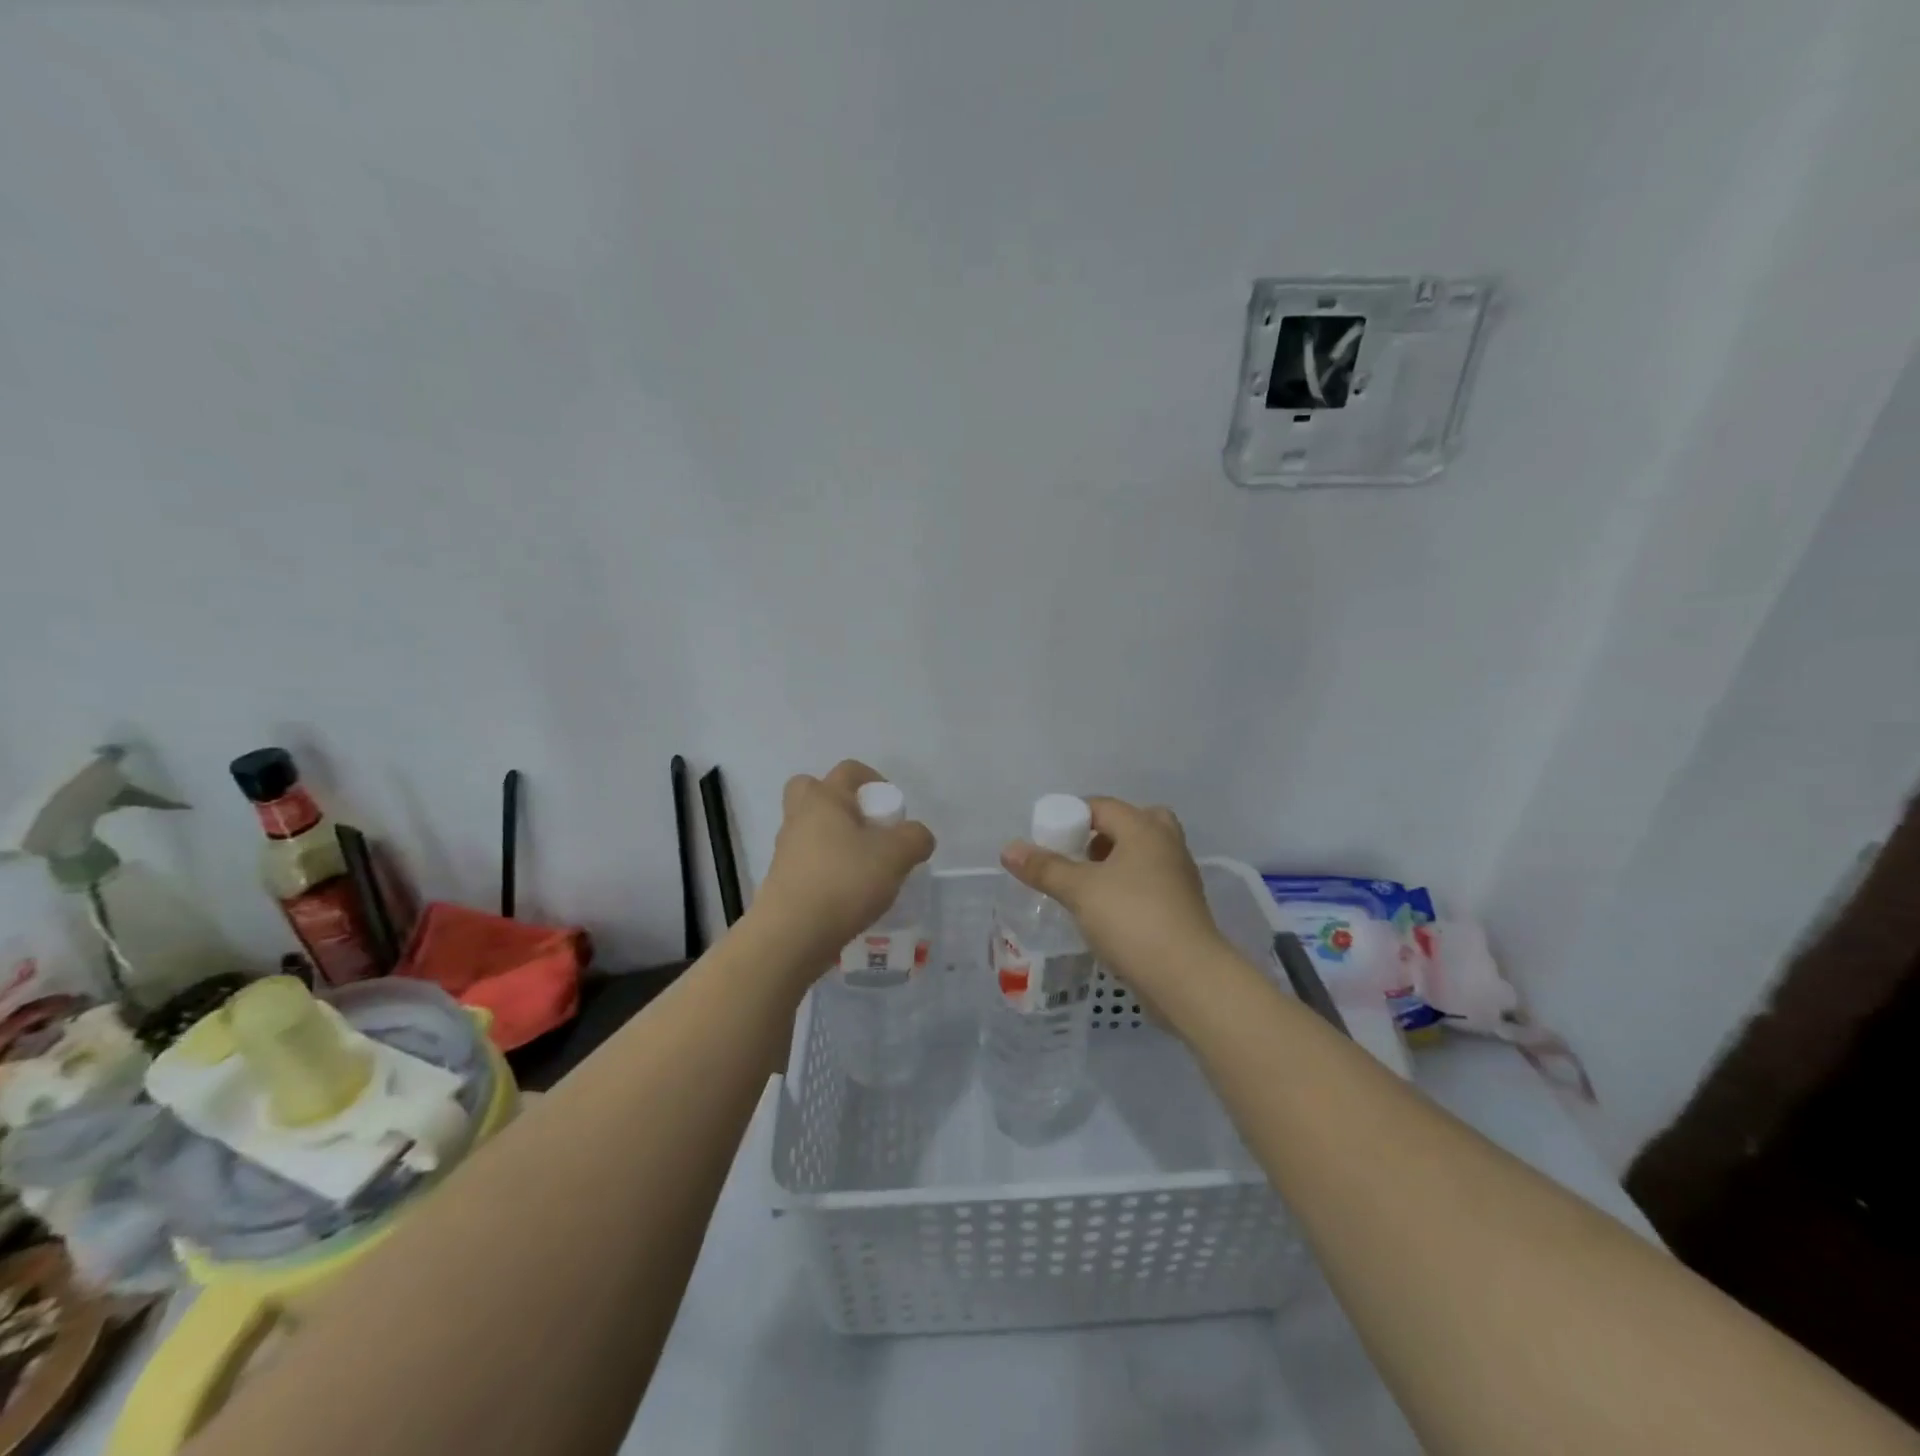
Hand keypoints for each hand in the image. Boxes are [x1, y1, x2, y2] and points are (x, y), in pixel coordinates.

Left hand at [751, 760, 935, 972]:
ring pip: (812, 830)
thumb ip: (915, 838)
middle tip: (867, 829)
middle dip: (841, 804)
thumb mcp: (896, 855)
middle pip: (814, 792)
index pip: (850, 770)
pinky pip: (809, 862)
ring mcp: (787, 849)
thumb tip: (917, 836)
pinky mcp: (783, 880)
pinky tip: (850, 895)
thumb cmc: (844, 880)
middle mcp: (800, 816)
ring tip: (866, 870)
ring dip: (836, 841)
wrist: (792, 934)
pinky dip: (828, 870)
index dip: (876, 781)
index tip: (893, 811)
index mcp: (824, 798)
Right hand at [1001, 797, 1226, 1009]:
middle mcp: (1167, 845)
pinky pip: (1151, 884)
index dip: (1071, 816)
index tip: (1047, 839)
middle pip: (1134, 823)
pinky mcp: (1182, 909)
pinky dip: (1129, 888)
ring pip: (1145, 856)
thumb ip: (1045, 868)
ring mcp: (1179, 878)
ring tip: (1086, 885)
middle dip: (1103, 835)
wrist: (1187, 977)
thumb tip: (1009, 849)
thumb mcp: (1079, 890)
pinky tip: (1106, 912)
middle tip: (1078, 854)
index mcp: (1145, 829)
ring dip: (1117, 863)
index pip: (1102, 806)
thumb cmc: (1132, 919)